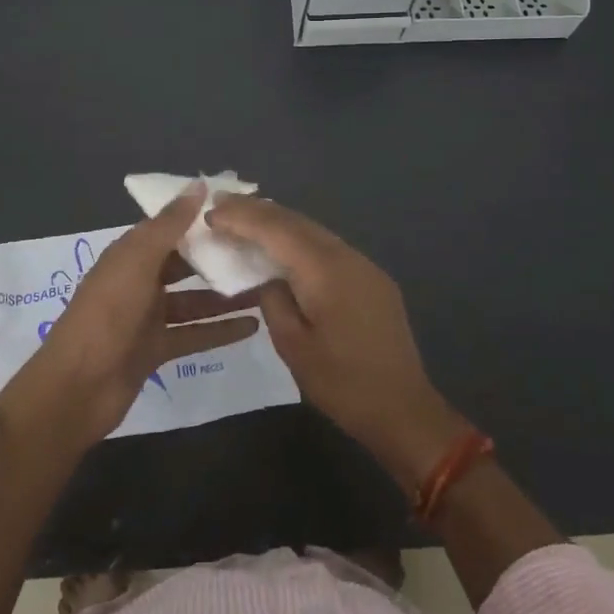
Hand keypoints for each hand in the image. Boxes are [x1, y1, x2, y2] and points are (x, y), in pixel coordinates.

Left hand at [31, 184, 261, 440]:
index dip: (202, 218)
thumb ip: (170, 224)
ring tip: (266, 287)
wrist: (76, 389)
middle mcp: (140, 281)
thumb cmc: (107, 315)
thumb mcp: (138, 262)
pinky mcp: (157, 349)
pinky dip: (221, 330)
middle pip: (185, 263)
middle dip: (218, 257)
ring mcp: (148, 317)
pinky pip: (194, 334)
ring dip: (225, 295)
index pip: (170, 227)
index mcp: (130, 254)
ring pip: (194, 300)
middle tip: (262, 251)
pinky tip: (254, 326)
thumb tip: (199, 184)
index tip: (241, 211)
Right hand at [207, 195, 468, 489]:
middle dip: (258, 210)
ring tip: (246, 218)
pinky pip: (328, 247)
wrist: (403, 408)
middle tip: (222, 204)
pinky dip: (300, 240)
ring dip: (280, 222)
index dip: (242, 217)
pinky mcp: (371, 278)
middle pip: (296, 221)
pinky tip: (284, 246)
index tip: (211, 211)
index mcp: (325, 270)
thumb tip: (268, 277)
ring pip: (314, 230)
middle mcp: (346, 256)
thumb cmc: (342, 383)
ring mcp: (364, 265)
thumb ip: (273, 301)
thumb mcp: (293, 346)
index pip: (276, 229)